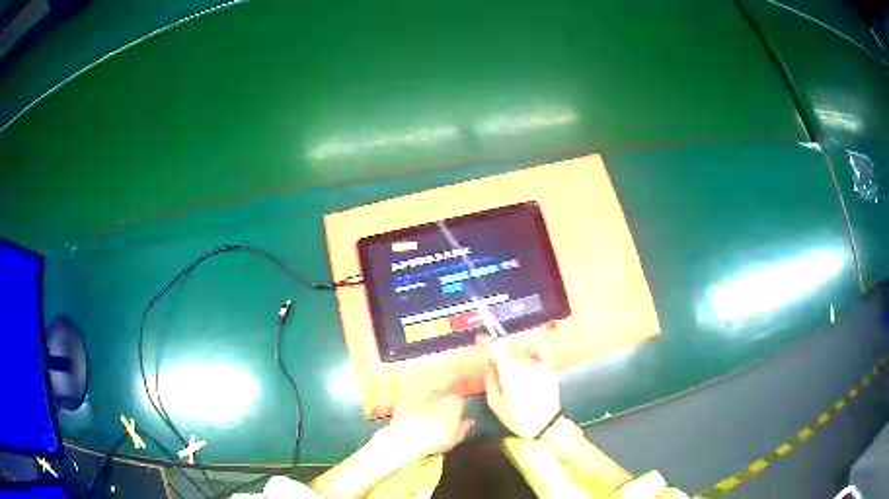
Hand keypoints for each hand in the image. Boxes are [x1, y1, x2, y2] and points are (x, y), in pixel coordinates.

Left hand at [386, 392, 473, 456]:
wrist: (407, 438)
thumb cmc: (436, 439)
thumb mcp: (456, 437)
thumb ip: (464, 427)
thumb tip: (469, 422)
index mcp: (454, 401)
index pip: (460, 399)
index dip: (459, 407)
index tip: (457, 415)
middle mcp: (437, 395)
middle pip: (444, 395)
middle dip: (443, 404)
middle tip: (441, 418)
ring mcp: (420, 396)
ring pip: (428, 398)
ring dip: (429, 405)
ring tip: (427, 420)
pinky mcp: (405, 401)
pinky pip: (413, 403)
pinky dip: (414, 409)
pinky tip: (413, 420)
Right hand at [483, 336, 560, 438]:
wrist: (546, 425)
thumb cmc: (517, 417)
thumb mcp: (496, 403)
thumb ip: (490, 381)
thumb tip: (489, 367)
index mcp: (508, 370)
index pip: (495, 349)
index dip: (486, 342)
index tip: (480, 339)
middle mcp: (524, 363)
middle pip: (509, 356)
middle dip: (503, 363)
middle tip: (502, 380)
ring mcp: (539, 365)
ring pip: (523, 359)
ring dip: (518, 365)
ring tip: (519, 385)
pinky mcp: (550, 370)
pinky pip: (541, 356)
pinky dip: (536, 356)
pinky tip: (535, 360)